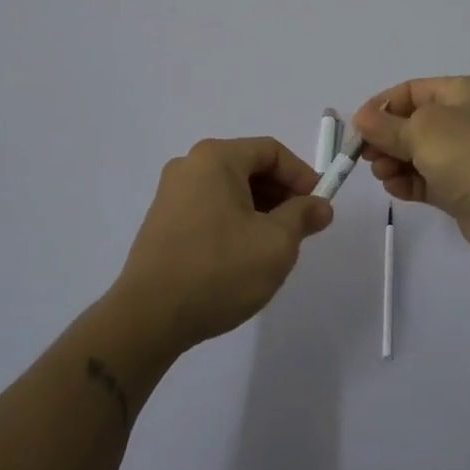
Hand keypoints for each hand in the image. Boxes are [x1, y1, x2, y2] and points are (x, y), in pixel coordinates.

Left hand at [111, 137, 332, 352]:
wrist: (148, 318)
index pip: (271, 151)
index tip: (318, 206)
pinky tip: (242, 256)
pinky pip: (209, 208)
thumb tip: (320, 206)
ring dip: (259, 210)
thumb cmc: (219, 270)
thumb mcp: (276, 244)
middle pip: (248, 167)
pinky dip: (234, 221)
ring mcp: (171, 194)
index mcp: (216, 158)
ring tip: (274, 246)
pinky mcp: (162, 222)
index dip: (302, 175)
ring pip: (229, 190)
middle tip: (301, 227)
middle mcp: (189, 165)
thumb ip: (302, 216)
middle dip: (281, 194)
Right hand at [347, 76, 469, 262]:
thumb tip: (362, 119)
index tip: (358, 127)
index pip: (412, 91)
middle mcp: (465, 119)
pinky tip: (394, 189)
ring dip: (394, 162)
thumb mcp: (422, 130)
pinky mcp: (463, 188)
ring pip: (418, 153)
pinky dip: (409, 182)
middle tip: (365, 155)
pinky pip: (428, 180)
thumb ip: (387, 126)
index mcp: (462, 92)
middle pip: (413, 123)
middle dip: (386, 137)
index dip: (382, 105)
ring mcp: (466, 156)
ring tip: (382, 174)